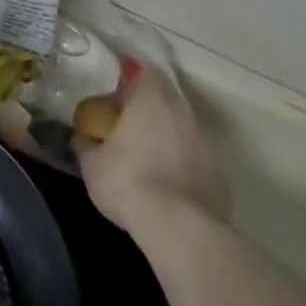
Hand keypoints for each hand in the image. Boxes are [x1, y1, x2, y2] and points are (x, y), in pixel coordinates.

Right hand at [74, 64, 230, 232]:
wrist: (181, 232)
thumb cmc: (129, 181)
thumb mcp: (92, 163)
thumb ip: (87, 144)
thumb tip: (84, 138)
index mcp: (151, 97)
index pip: (143, 73)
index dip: (129, 83)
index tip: (115, 99)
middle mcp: (183, 112)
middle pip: (165, 101)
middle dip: (148, 113)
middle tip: (127, 132)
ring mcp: (207, 146)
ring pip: (182, 132)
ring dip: (167, 141)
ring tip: (147, 164)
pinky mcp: (221, 179)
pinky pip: (195, 163)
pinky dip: (183, 169)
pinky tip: (168, 190)